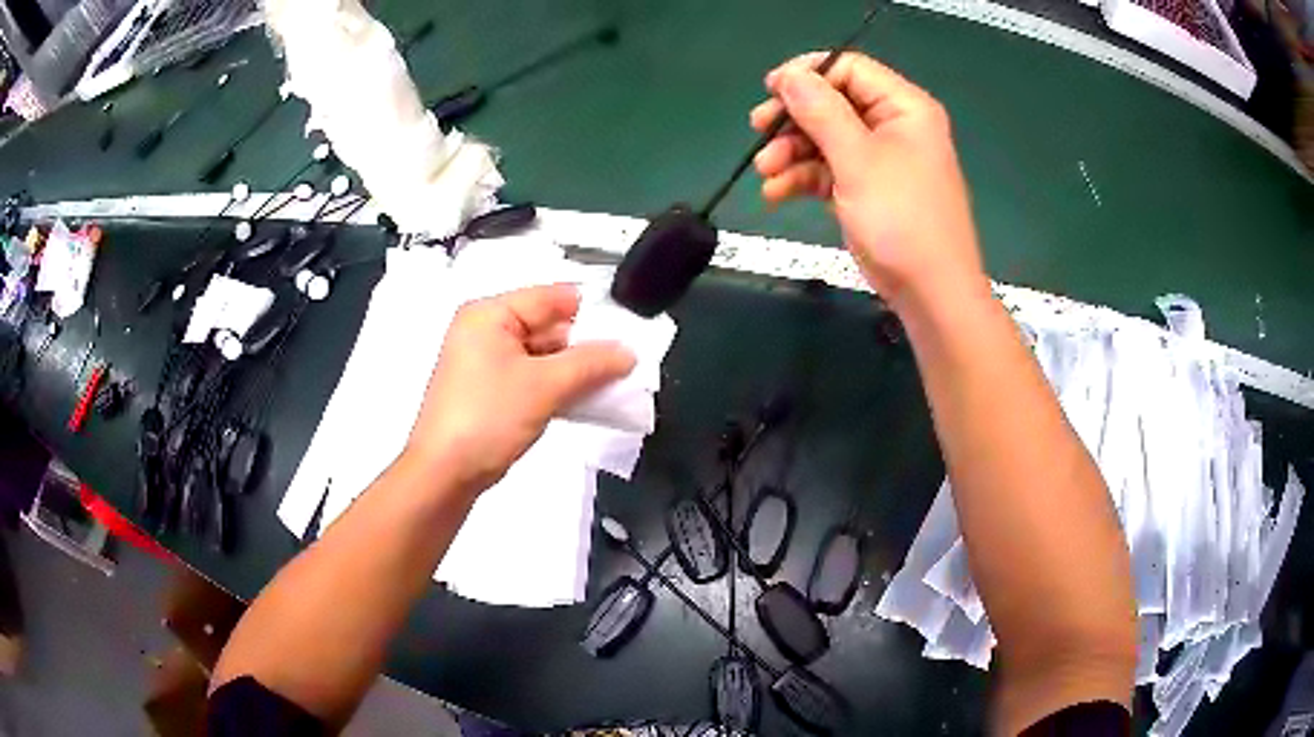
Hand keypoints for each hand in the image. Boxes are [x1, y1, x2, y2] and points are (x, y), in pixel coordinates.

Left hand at [404, 284, 635, 494]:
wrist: (444, 473)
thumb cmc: (487, 418)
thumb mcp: (546, 386)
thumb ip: (592, 363)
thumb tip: (628, 352)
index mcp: (489, 313)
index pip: (552, 297)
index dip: (590, 313)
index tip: (627, 334)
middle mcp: (484, 329)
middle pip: (547, 325)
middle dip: (584, 346)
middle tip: (623, 365)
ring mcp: (484, 361)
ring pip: (541, 354)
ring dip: (573, 370)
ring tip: (609, 385)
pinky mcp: (487, 390)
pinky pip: (530, 376)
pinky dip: (555, 385)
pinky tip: (582, 400)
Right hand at [751, 53, 988, 311]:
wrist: (931, 294)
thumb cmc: (901, 220)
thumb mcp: (857, 160)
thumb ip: (820, 111)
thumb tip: (788, 75)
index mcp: (904, 107)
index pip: (849, 69)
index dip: (807, 74)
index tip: (769, 90)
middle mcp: (895, 125)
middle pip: (833, 103)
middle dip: (794, 119)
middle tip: (759, 131)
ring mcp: (882, 159)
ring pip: (827, 138)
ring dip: (792, 152)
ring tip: (766, 173)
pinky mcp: (870, 188)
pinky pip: (831, 169)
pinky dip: (803, 177)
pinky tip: (777, 193)